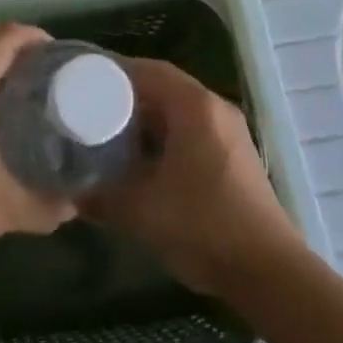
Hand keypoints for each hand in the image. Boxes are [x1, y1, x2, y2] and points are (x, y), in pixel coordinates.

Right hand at [84, 58, 301, 295]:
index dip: (114, 73)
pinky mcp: (236, 157)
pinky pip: (193, 131)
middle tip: (93, 110)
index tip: (85, 83)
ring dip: (148, 120)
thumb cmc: (203, 225)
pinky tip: (146, 163)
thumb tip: (72, 196)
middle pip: (165, 87)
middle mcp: (215, 108)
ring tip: (113, 136)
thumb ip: (102, 198)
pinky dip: (167, 138)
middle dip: (128, 98)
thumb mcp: (142, 211)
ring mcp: (230, 132)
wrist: (270, 273)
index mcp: (194, 105)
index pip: (149, 70)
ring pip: (179, 111)